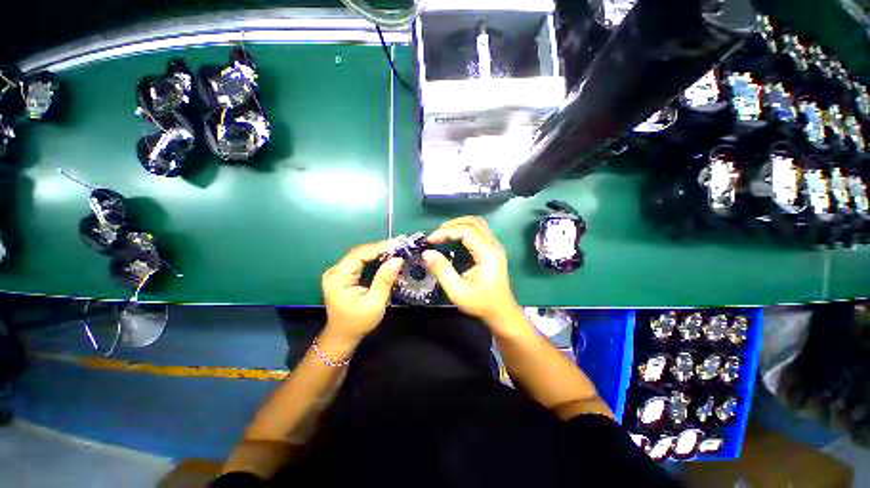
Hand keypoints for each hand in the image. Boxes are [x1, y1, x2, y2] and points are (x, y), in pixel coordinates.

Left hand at [322, 241, 402, 342]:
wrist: (343, 335)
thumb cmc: (358, 322)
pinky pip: (361, 262)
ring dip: (379, 251)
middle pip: (359, 252)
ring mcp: (338, 272)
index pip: (359, 255)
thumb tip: (397, 259)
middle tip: (400, 244)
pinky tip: (387, 256)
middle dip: (380, 247)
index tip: (397, 244)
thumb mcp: (374, 303)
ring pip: (361, 255)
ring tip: (397, 248)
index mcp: (338, 278)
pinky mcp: (344, 275)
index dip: (378, 247)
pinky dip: (375, 258)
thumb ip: (384, 280)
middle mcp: (335, 271)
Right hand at [423, 216, 522, 327]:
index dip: (445, 231)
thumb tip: (426, 253)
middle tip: (435, 235)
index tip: (430, 240)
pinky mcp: (493, 250)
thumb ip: (441, 270)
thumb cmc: (480, 303)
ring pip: (477, 223)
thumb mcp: (457, 290)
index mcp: (487, 253)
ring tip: (443, 234)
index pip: (466, 231)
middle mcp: (494, 245)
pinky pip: (479, 231)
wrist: (501, 313)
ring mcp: (495, 246)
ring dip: (459, 224)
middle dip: (452, 225)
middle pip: (473, 222)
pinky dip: (465, 229)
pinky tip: (455, 239)